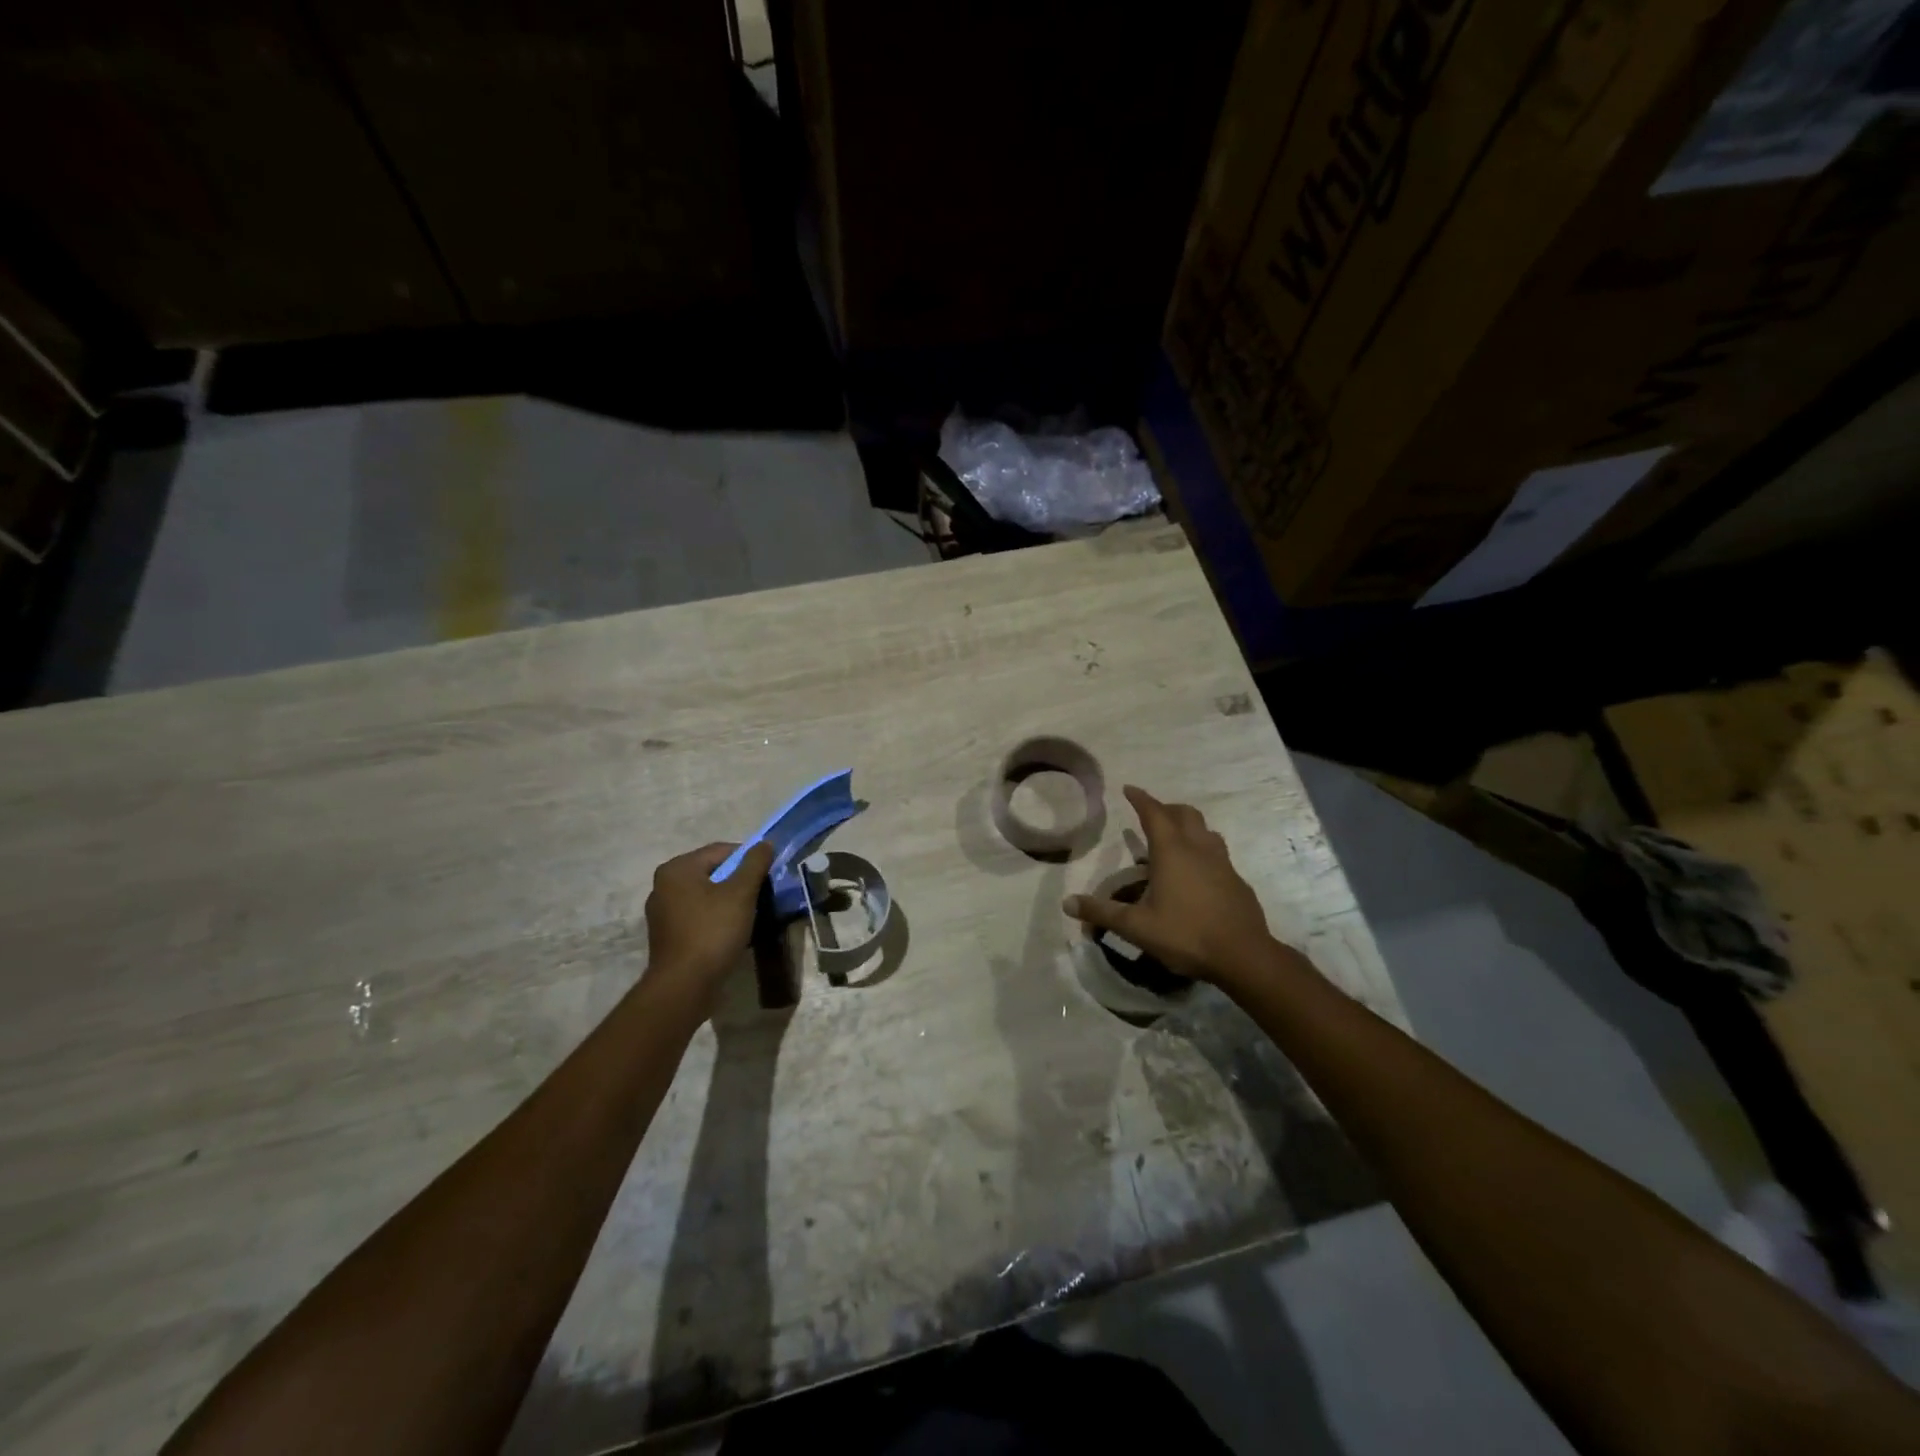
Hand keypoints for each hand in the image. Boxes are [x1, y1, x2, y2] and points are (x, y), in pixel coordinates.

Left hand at [644, 841, 773, 1003]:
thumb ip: (754, 864)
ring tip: (751, 914)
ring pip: (706, 895)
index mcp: (677, 869)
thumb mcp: (741, 893)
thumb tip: (765, 843)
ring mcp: (663, 912)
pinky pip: (698, 916)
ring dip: (729, 901)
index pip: (721, 850)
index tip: (768, 874)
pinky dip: (716, 918)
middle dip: (739, 881)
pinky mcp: (668, 935)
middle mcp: (663, 885)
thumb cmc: (713, 931)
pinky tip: (733, 931)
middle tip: (762, 894)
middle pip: (712, 872)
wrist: (684, 986)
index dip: (749, 858)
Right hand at [1063, 786, 1279, 989]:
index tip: (1128, 788)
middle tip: (1150, 815)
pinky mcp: (1237, 881)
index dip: (1140, 798)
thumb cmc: (1186, 935)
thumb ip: (1102, 912)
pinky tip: (1196, 875)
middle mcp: (1199, 849)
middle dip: (1166, 809)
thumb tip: (1067, 903)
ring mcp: (1223, 863)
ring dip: (1188, 827)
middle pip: (1185, 814)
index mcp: (1172, 851)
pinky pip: (1217, 854)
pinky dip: (1203, 851)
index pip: (1154, 813)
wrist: (1243, 956)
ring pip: (1205, 831)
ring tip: (1174, 841)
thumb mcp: (1136, 927)